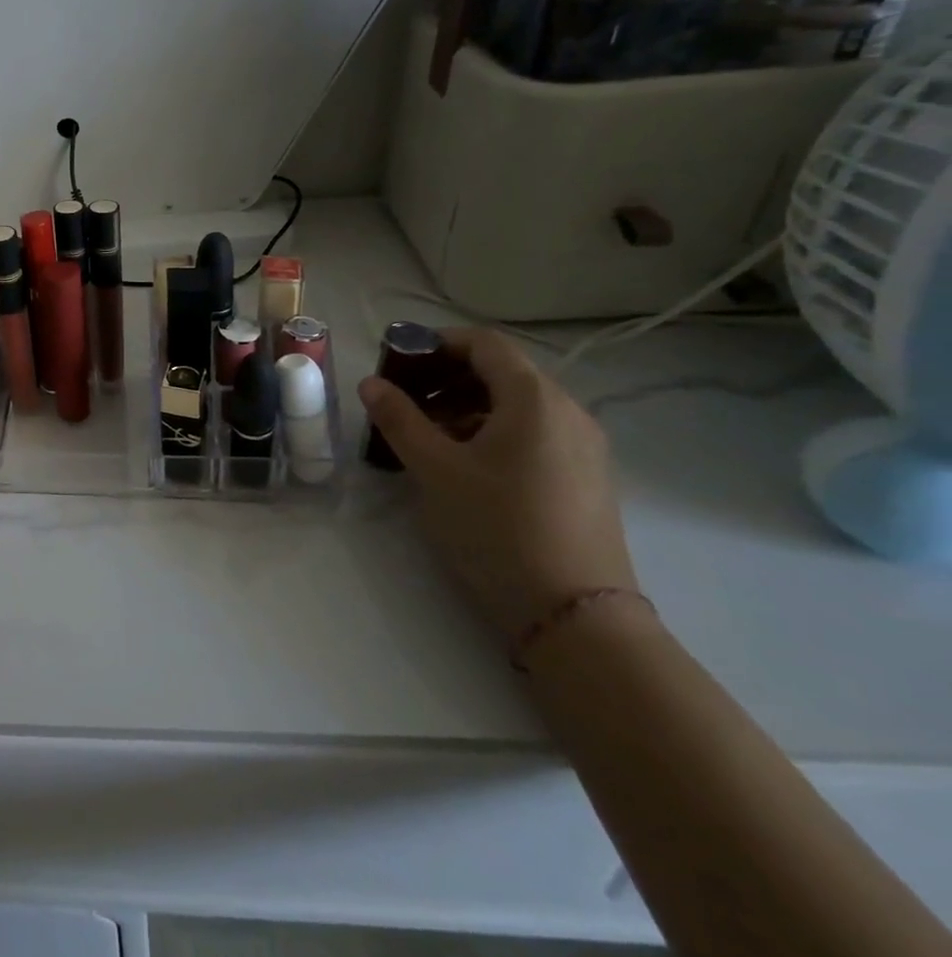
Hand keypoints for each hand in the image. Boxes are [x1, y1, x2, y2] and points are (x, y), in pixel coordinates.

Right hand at [357, 327, 636, 639]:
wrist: (575, 614)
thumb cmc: (498, 527)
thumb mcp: (435, 469)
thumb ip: (399, 419)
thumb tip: (371, 383)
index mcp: (535, 399)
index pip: (484, 344)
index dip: (437, 342)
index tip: (398, 360)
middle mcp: (567, 412)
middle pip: (502, 371)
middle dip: (446, 376)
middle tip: (404, 400)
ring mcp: (582, 446)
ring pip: (516, 404)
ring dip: (466, 405)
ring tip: (426, 435)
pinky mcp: (585, 477)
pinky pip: (533, 432)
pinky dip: (492, 430)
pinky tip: (464, 463)